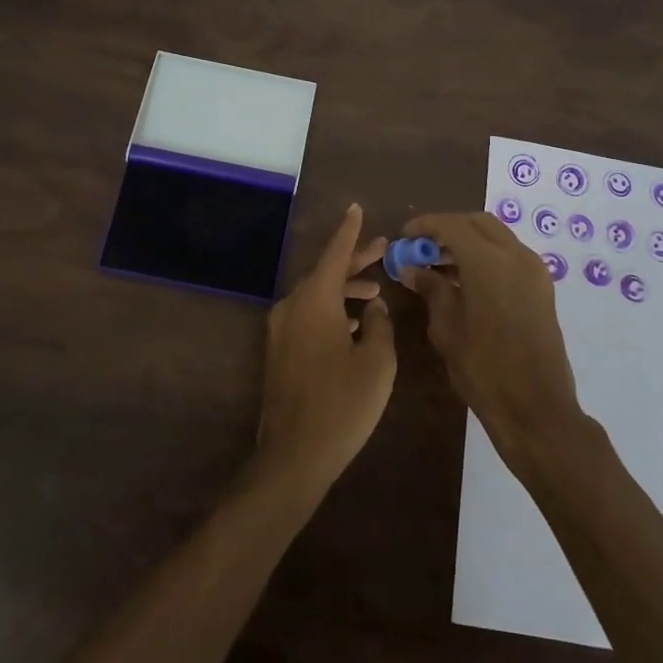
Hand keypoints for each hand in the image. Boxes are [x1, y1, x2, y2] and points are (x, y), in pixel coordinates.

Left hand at [253, 204, 396, 499]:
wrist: (294, 454)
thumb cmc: (342, 403)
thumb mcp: (376, 362)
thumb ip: (379, 325)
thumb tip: (373, 308)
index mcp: (314, 300)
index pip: (334, 254)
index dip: (349, 231)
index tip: (356, 208)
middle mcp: (292, 306)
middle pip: (325, 273)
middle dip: (354, 262)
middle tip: (382, 251)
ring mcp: (281, 330)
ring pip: (316, 295)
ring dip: (344, 289)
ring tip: (375, 291)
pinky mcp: (280, 351)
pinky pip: (308, 315)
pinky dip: (331, 310)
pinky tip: (353, 324)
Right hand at [401, 212, 584, 468]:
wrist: (537, 409)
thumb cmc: (484, 369)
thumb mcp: (447, 328)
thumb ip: (430, 288)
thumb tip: (411, 268)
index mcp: (488, 261)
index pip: (451, 224)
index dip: (424, 225)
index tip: (404, 236)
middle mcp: (515, 255)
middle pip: (477, 222)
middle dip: (448, 228)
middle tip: (423, 247)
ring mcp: (533, 270)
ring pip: (496, 236)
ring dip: (468, 241)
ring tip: (439, 265)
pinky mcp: (542, 287)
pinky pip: (509, 255)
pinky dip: (486, 255)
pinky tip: (466, 280)